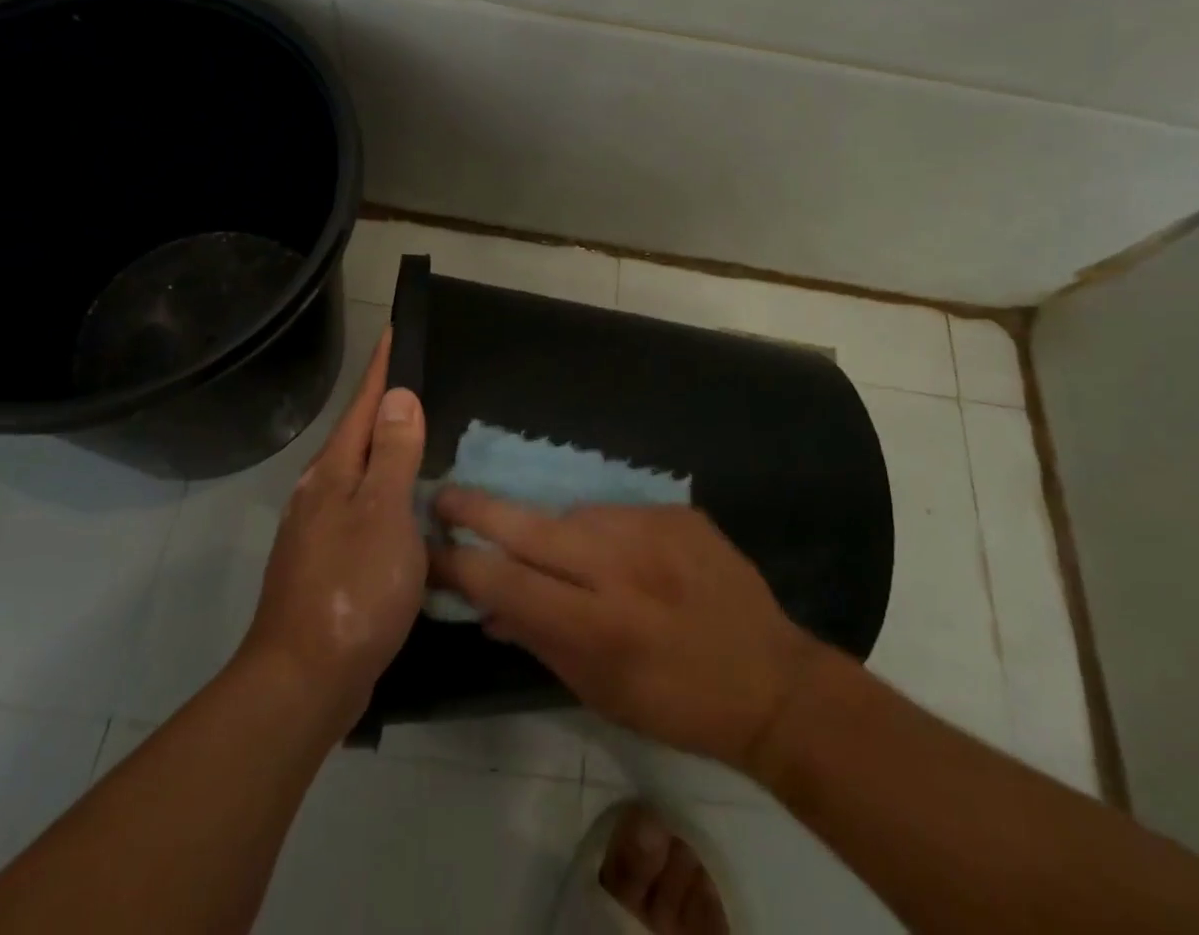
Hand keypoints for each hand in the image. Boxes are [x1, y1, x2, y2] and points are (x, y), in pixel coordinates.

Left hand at [239, 329, 425, 730]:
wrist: (304, 680)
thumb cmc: (352, 589)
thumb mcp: (383, 514)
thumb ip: (393, 454)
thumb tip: (399, 396)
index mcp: (334, 473)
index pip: (365, 405)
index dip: (382, 369)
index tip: (394, 331)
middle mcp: (321, 491)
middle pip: (358, 434)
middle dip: (384, 404)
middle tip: (416, 379)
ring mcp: (319, 528)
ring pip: (359, 472)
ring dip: (385, 448)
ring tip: (416, 434)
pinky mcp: (327, 561)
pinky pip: (363, 507)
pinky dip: (386, 491)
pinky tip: (403, 506)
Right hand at [430, 494, 823, 771]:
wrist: (771, 679)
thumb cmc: (676, 705)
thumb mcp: (599, 692)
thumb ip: (538, 641)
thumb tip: (484, 605)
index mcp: (597, 626)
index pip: (506, 582)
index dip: (460, 563)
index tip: (427, 547)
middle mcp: (620, 567)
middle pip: (529, 527)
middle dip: (477, 509)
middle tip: (442, 494)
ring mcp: (652, 530)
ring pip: (573, 515)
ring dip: (555, 532)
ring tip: (569, 561)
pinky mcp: (677, 511)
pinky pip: (618, 513)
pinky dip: (605, 532)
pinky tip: (624, 559)